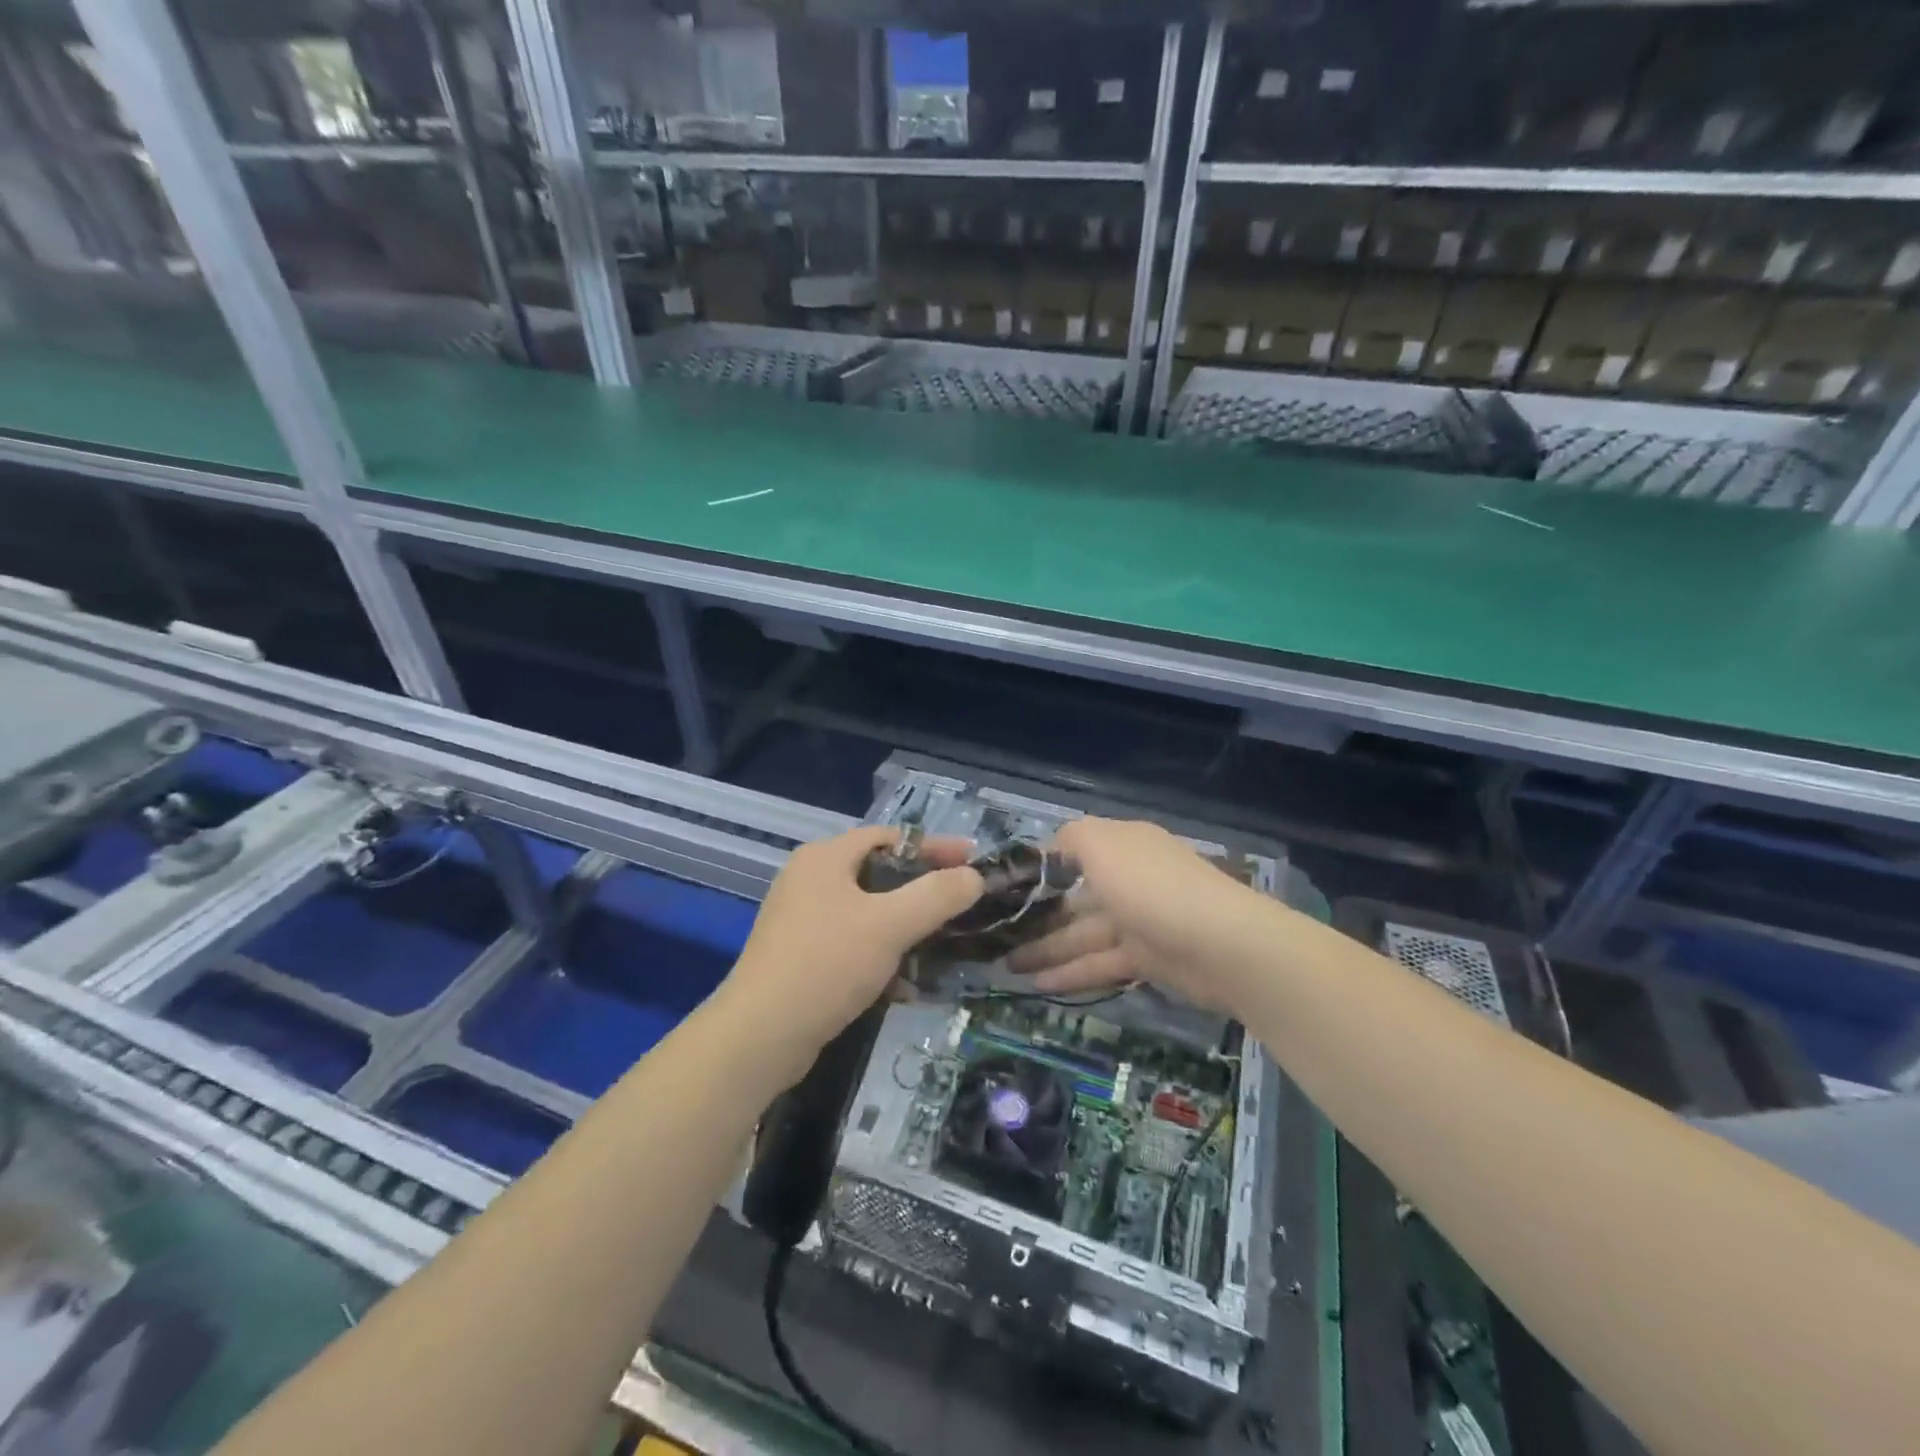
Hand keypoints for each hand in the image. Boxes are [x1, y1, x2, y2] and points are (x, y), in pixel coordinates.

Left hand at [720, 826, 983, 1072]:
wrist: (760, 1037)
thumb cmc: (827, 964)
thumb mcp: (890, 925)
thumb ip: (937, 895)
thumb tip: (974, 877)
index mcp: (824, 858)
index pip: (889, 837)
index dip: (934, 846)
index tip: (973, 860)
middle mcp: (809, 880)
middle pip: (878, 874)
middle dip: (922, 891)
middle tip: (961, 904)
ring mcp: (801, 920)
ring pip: (868, 913)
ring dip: (905, 928)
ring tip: (941, 947)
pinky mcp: (800, 957)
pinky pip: (852, 944)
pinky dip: (881, 956)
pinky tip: (905, 985)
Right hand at [1007, 817, 1265, 1008]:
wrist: (1221, 945)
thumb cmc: (1151, 886)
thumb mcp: (1103, 844)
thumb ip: (1071, 838)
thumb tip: (1051, 846)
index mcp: (1122, 845)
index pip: (1074, 850)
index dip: (1040, 867)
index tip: (1004, 887)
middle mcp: (1130, 878)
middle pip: (1075, 897)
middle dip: (1037, 915)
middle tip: (997, 935)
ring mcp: (1140, 920)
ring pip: (1084, 934)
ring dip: (1046, 949)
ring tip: (1007, 966)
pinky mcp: (1148, 960)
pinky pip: (1100, 963)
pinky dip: (1071, 973)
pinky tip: (1038, 986)